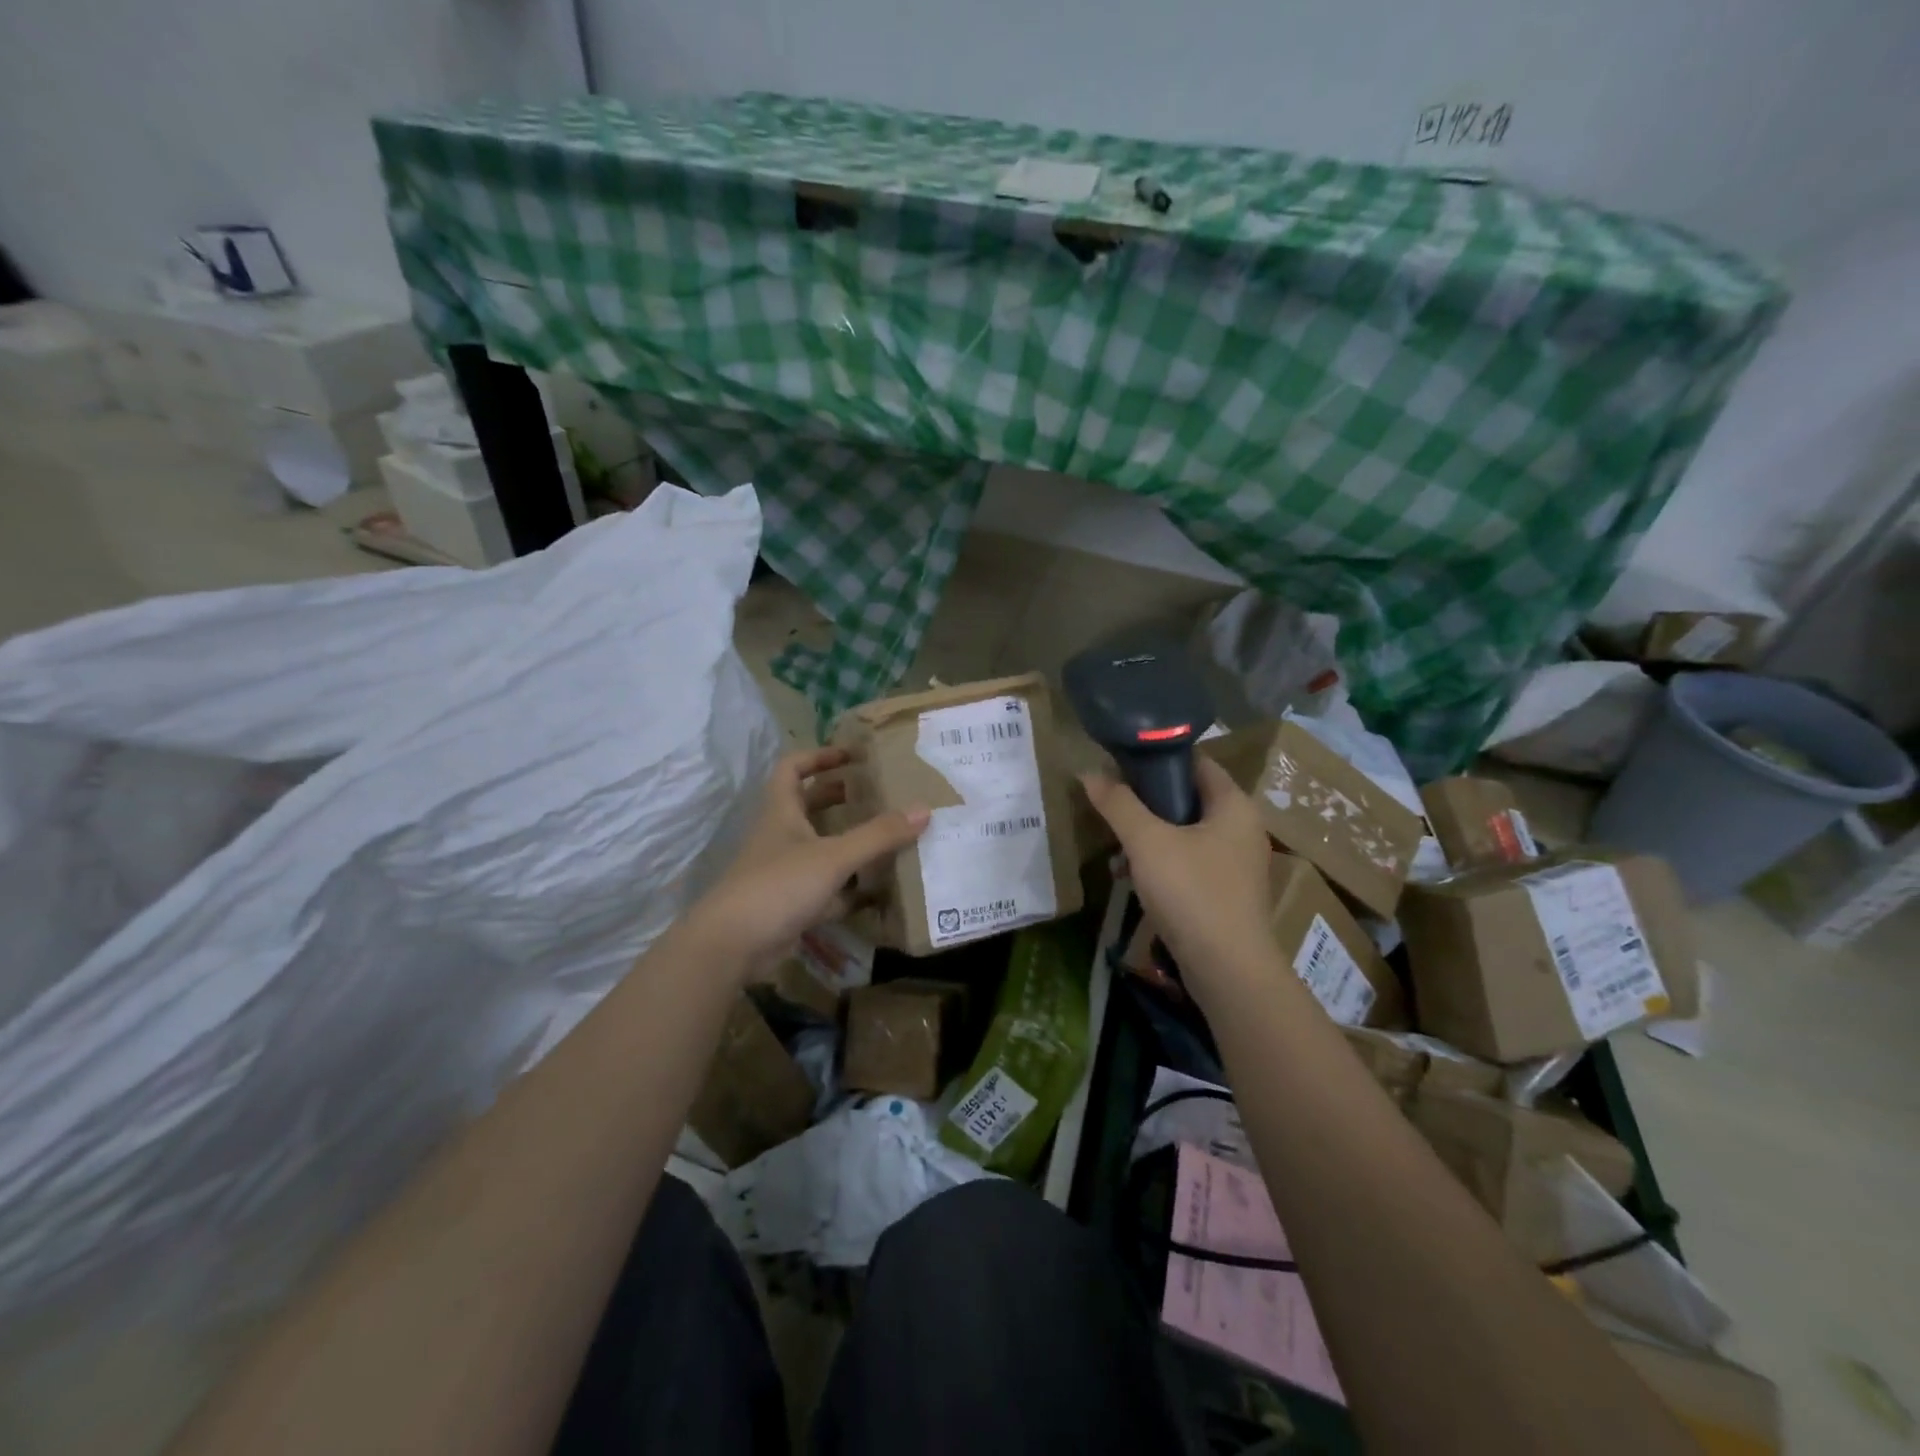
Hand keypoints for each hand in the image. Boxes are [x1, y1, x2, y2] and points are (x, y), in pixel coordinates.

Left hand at [687, 748, 927, 977]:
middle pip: (809, 805)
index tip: (853, 756)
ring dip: (848, 841)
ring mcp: (784, 871)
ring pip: (819, 847)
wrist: (732, 945)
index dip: (820, 756)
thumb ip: (878, 835)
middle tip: (878, 795)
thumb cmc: (779, 885)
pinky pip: (826, 887)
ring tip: (886, 837)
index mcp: (782, 811)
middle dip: (840, 797)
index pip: (793, 768)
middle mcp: (781, 836)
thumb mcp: (834, 856)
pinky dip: (849, 887)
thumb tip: (924, 810)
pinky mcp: (791, 903)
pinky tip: (878, 890)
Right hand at [1081, 757, 1273, 997]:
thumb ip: (1118, 804)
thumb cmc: (1191, 892)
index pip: (1196, 761)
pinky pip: (1190, 863)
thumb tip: (1089, 772)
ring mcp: (1237, 863)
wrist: (1227, 969)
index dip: (1158, 758)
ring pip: (1186, 833)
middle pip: (1188, 798)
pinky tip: (1132, 877)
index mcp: (1234, 805)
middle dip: (1147, 802)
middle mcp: (1242, 828)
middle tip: (1112, 805)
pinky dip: (1162, 864)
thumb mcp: (1147, 842)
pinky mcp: (1227, 893)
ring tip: (1116, 847)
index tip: (1120, 763)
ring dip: (1150, 836)